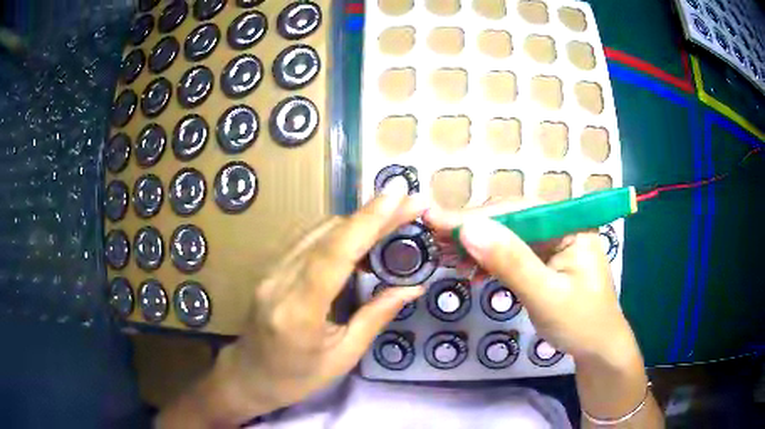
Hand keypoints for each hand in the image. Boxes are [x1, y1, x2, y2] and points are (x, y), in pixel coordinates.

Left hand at [211, 192, 426, 416]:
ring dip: (356, 222)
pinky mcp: (270, 268)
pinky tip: (360, 239)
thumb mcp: (344, 356)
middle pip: (327, 235)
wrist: (249, 375)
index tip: (397, 196)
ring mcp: (270, 271)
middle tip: (409, 203)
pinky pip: (308, 240)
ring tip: (392, 219)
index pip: (333, 256)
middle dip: (371, 216)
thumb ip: (376, 317)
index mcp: (299, 313)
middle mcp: (279, 282)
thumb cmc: (298, 377)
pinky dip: (339, 233)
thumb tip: (413, 287)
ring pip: (317, 231)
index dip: (366, 222)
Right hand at [425, 201, 638, 363]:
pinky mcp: (543, 260)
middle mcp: (561, 227)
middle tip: (434, 240)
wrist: (597, 350)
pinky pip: (511, 253)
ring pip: (507, 236)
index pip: (519, 210)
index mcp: (571, 226)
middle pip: (511, 219)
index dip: (477, 215)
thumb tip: (469, 230)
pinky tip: (472, 271)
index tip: (436, 220)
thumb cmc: (581, 324)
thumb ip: (511, 262)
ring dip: (477, 246)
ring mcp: (552, 243)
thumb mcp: (547, 296)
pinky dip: (489, 261)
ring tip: (448, 257)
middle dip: (473, 231)